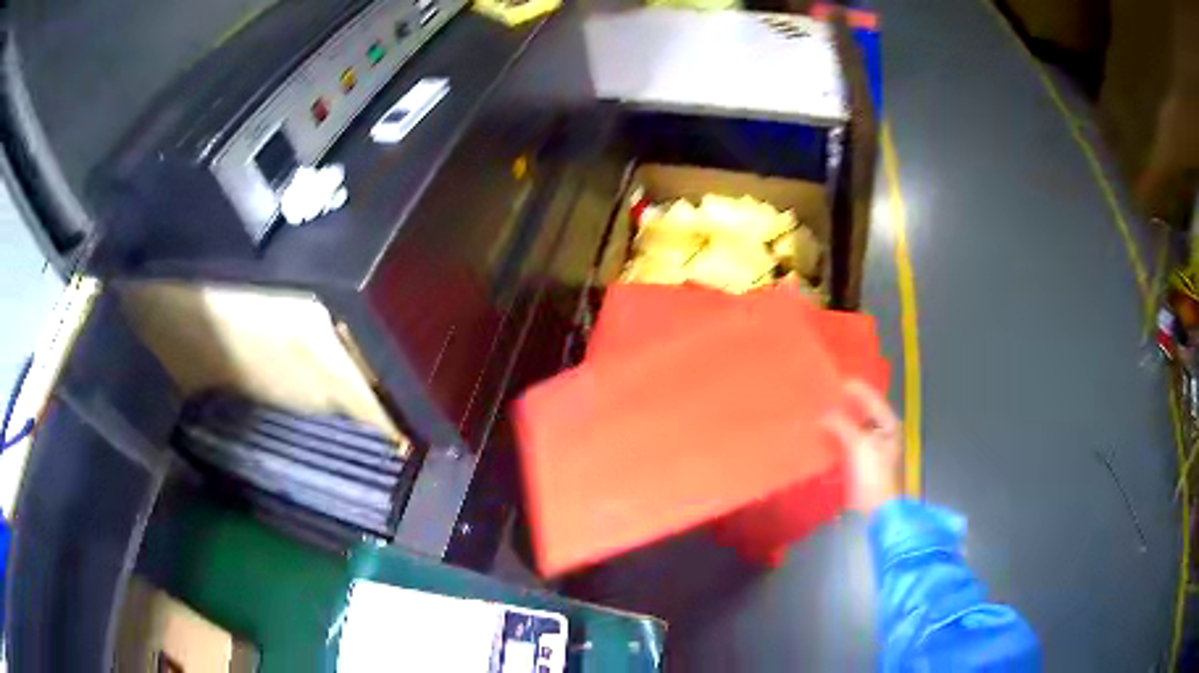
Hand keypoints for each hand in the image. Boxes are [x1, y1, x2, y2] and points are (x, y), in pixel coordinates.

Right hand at [823, 380, 903, 514]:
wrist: (876, 511)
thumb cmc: (873, 474)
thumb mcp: (859, 445)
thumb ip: (841, 425)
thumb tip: (822, 413)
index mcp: (888, 425)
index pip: (872, 399)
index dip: (856, 389)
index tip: (836, 381)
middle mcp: (882, 434)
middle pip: (862, 414)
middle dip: (844, 406)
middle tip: (823, 397)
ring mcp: (871, 451)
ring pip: (852, 430)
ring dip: (837, 423)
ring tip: (818, 415)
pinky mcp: (860, 466)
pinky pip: (845, 446)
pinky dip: (834, 441)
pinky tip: (820, 439)